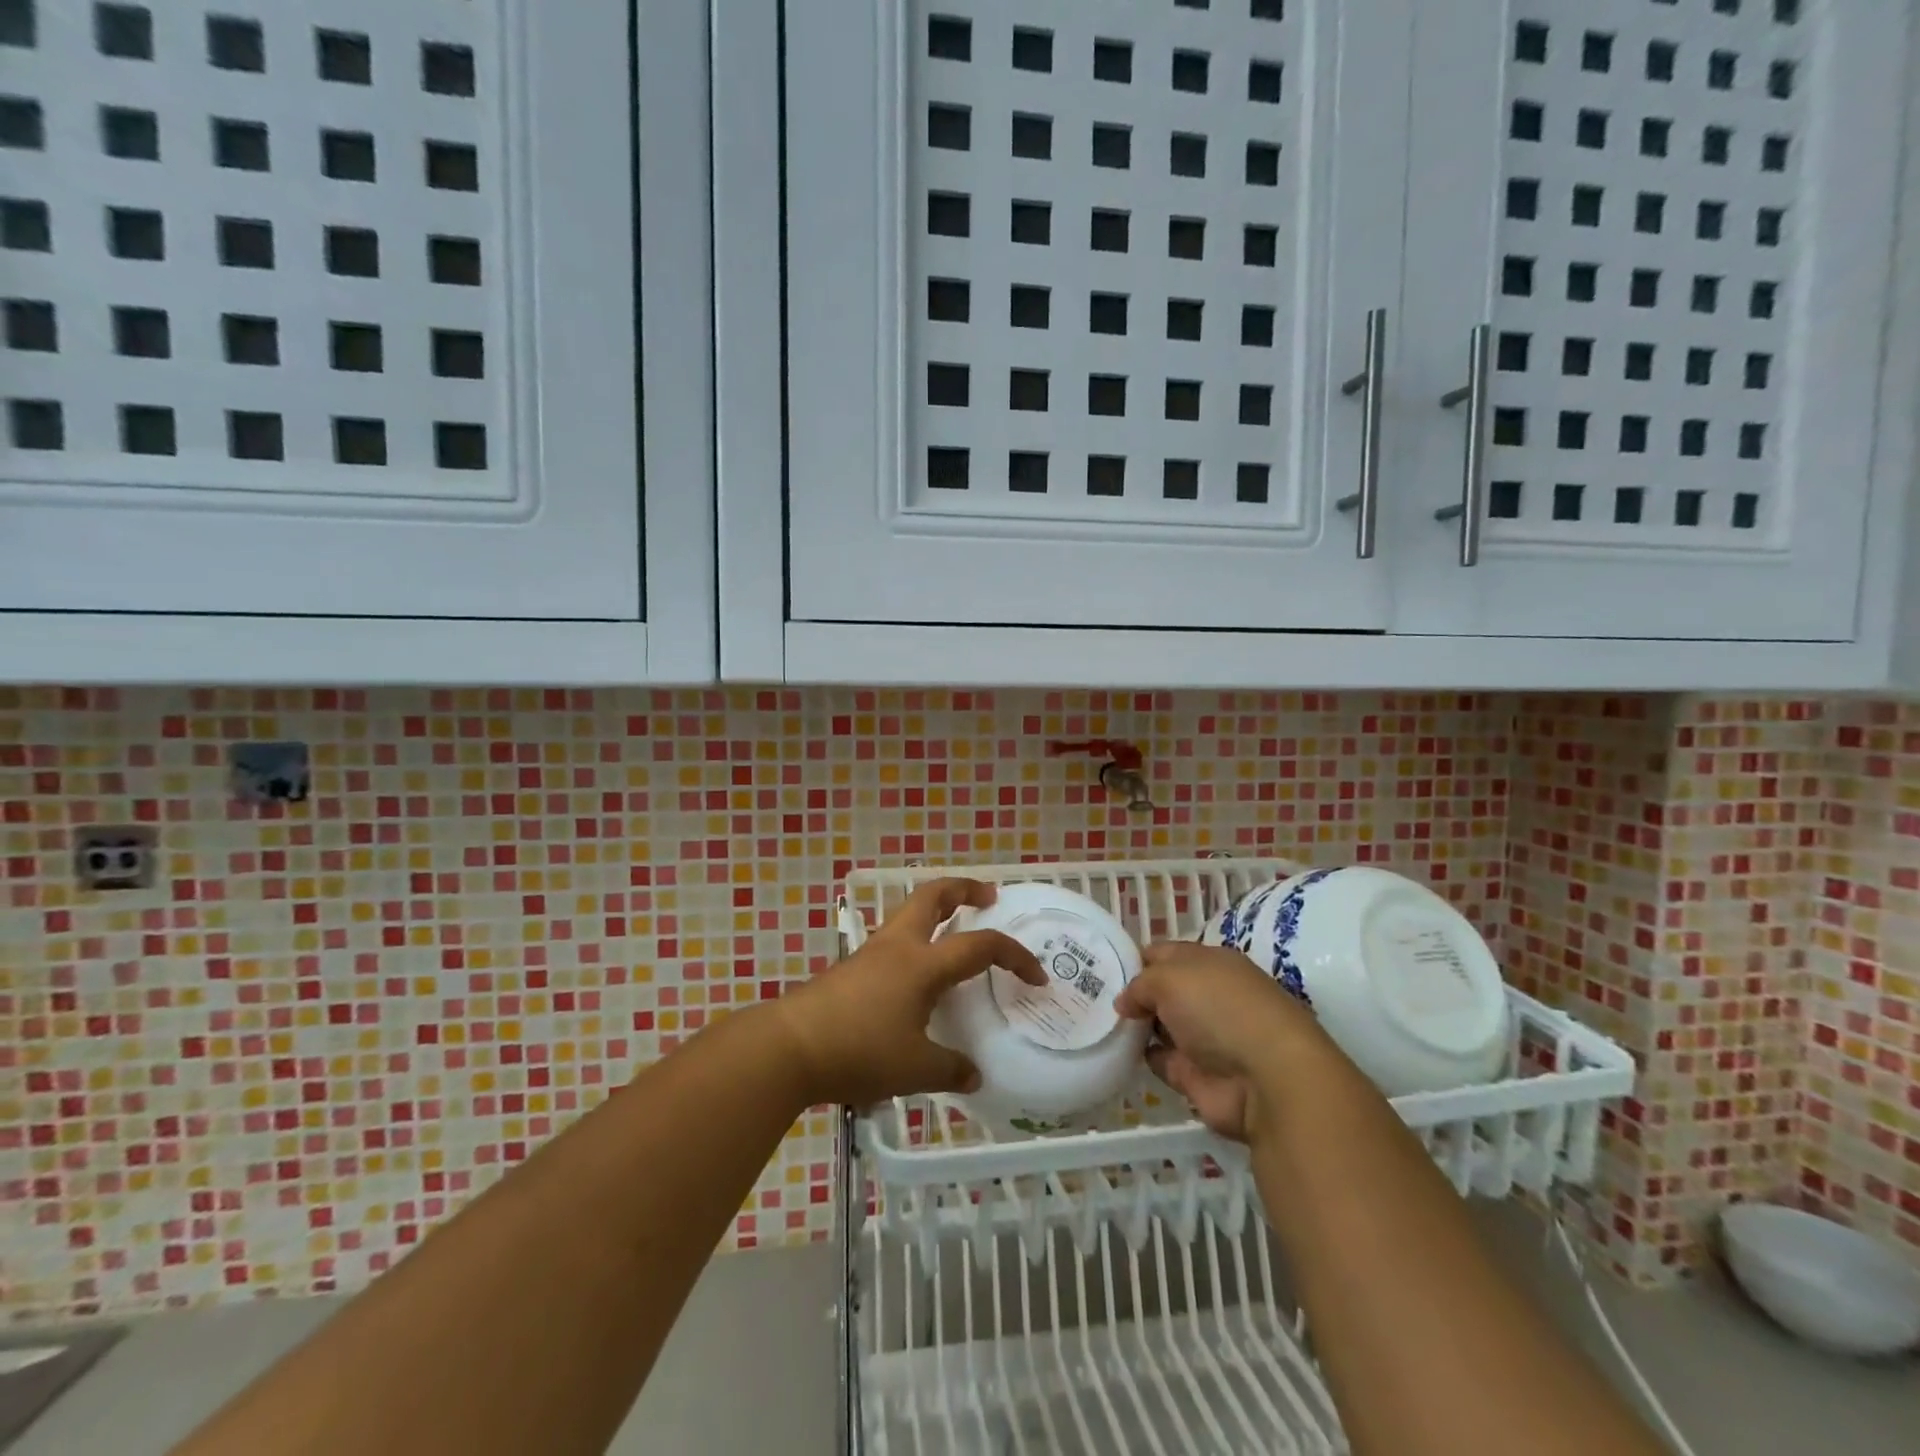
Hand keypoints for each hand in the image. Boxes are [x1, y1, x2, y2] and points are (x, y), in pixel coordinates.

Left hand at [770, 878, 1044, 1106]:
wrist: (789, 1046)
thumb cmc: (859, 1051)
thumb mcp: (914, 1070)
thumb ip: (950, 1070)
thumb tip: (974, 1075)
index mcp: (923, 964)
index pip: (980, 946)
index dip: (1014, 956)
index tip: (1036, 976)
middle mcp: (899, 946)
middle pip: (934, 895)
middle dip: (964, 888)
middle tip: (988, 896)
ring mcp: (871, 953)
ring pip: (910, 912)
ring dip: (937, 910)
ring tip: (954, 929)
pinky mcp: (851, 968)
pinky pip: (894, 939)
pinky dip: (915, 939)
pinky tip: (916, 974)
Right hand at [1115, 942, 1329, 1141]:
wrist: (1267, 1079)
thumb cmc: (1220, 1009)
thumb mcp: (1170, 978)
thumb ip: (1139, 984)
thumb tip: (1124, 1002)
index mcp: (1210, 963)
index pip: (1166, 954)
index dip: (1136, 958)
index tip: (1102, 966)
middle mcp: (1208, 997)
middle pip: (1162, 990)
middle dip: (1132, 993)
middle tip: (1092, 995)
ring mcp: (1204, 1038)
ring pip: (1160, 1026)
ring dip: (1135, 1026)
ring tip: (1097, 1022)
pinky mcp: (1197, 1076)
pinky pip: (1162, 1061)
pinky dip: (1143, 1058)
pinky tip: (1117, 1051)